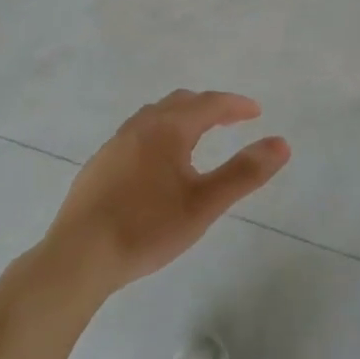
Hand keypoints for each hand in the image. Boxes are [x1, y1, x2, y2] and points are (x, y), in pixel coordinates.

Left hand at [45, 90, 289, 297]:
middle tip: (231, 120)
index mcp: (168, 128)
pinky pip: (137, 135)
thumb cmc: (147, 227)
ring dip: (181, 118)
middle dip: (209, 107)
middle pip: (180, 102)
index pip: (209, 104)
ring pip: (154, 116)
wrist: (78, 256)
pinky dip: (159, 134)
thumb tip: (281, 143)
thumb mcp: (204, 204)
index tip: (256, 111)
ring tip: (197, 137)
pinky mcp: (99, 165)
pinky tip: (157, 164)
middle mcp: (140, 126)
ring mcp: (115, 144)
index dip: (235, 105)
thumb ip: (244, 172)